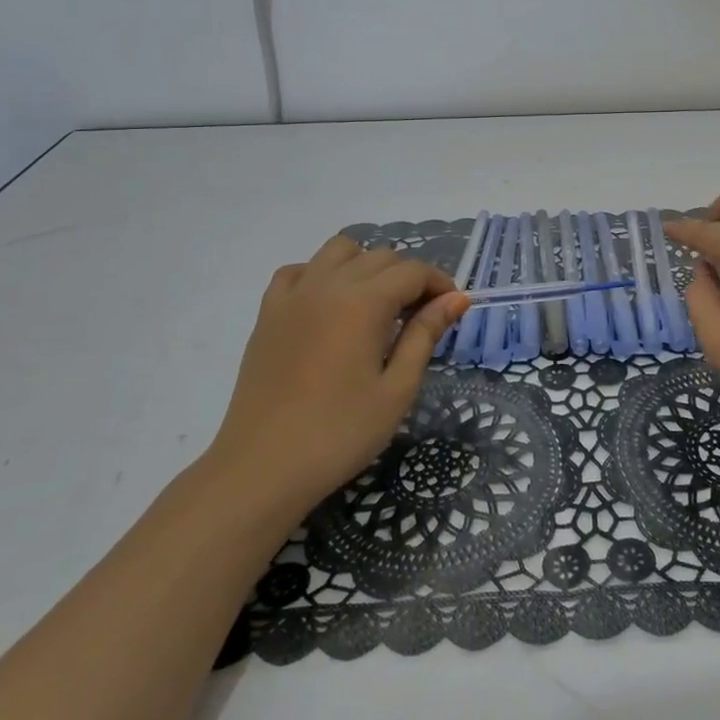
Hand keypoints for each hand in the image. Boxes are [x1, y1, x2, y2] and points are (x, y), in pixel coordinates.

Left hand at [200, 235, 467, 519]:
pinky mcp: (268, 313)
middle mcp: (327, 285)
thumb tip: (456, 298)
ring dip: (366, 266)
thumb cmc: (340, 433)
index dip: (439, 285)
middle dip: (408, 277)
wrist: (262, 468)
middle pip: (380, 257)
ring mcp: (293, 295)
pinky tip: (330, 306)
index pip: (413, 271)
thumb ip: (425, 335)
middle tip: (420, 318)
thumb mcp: (397, 389)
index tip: (451, 311)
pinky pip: (298, 271)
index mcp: (363, 302)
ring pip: (338, 251)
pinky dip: (322, 275)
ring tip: (376, 305)